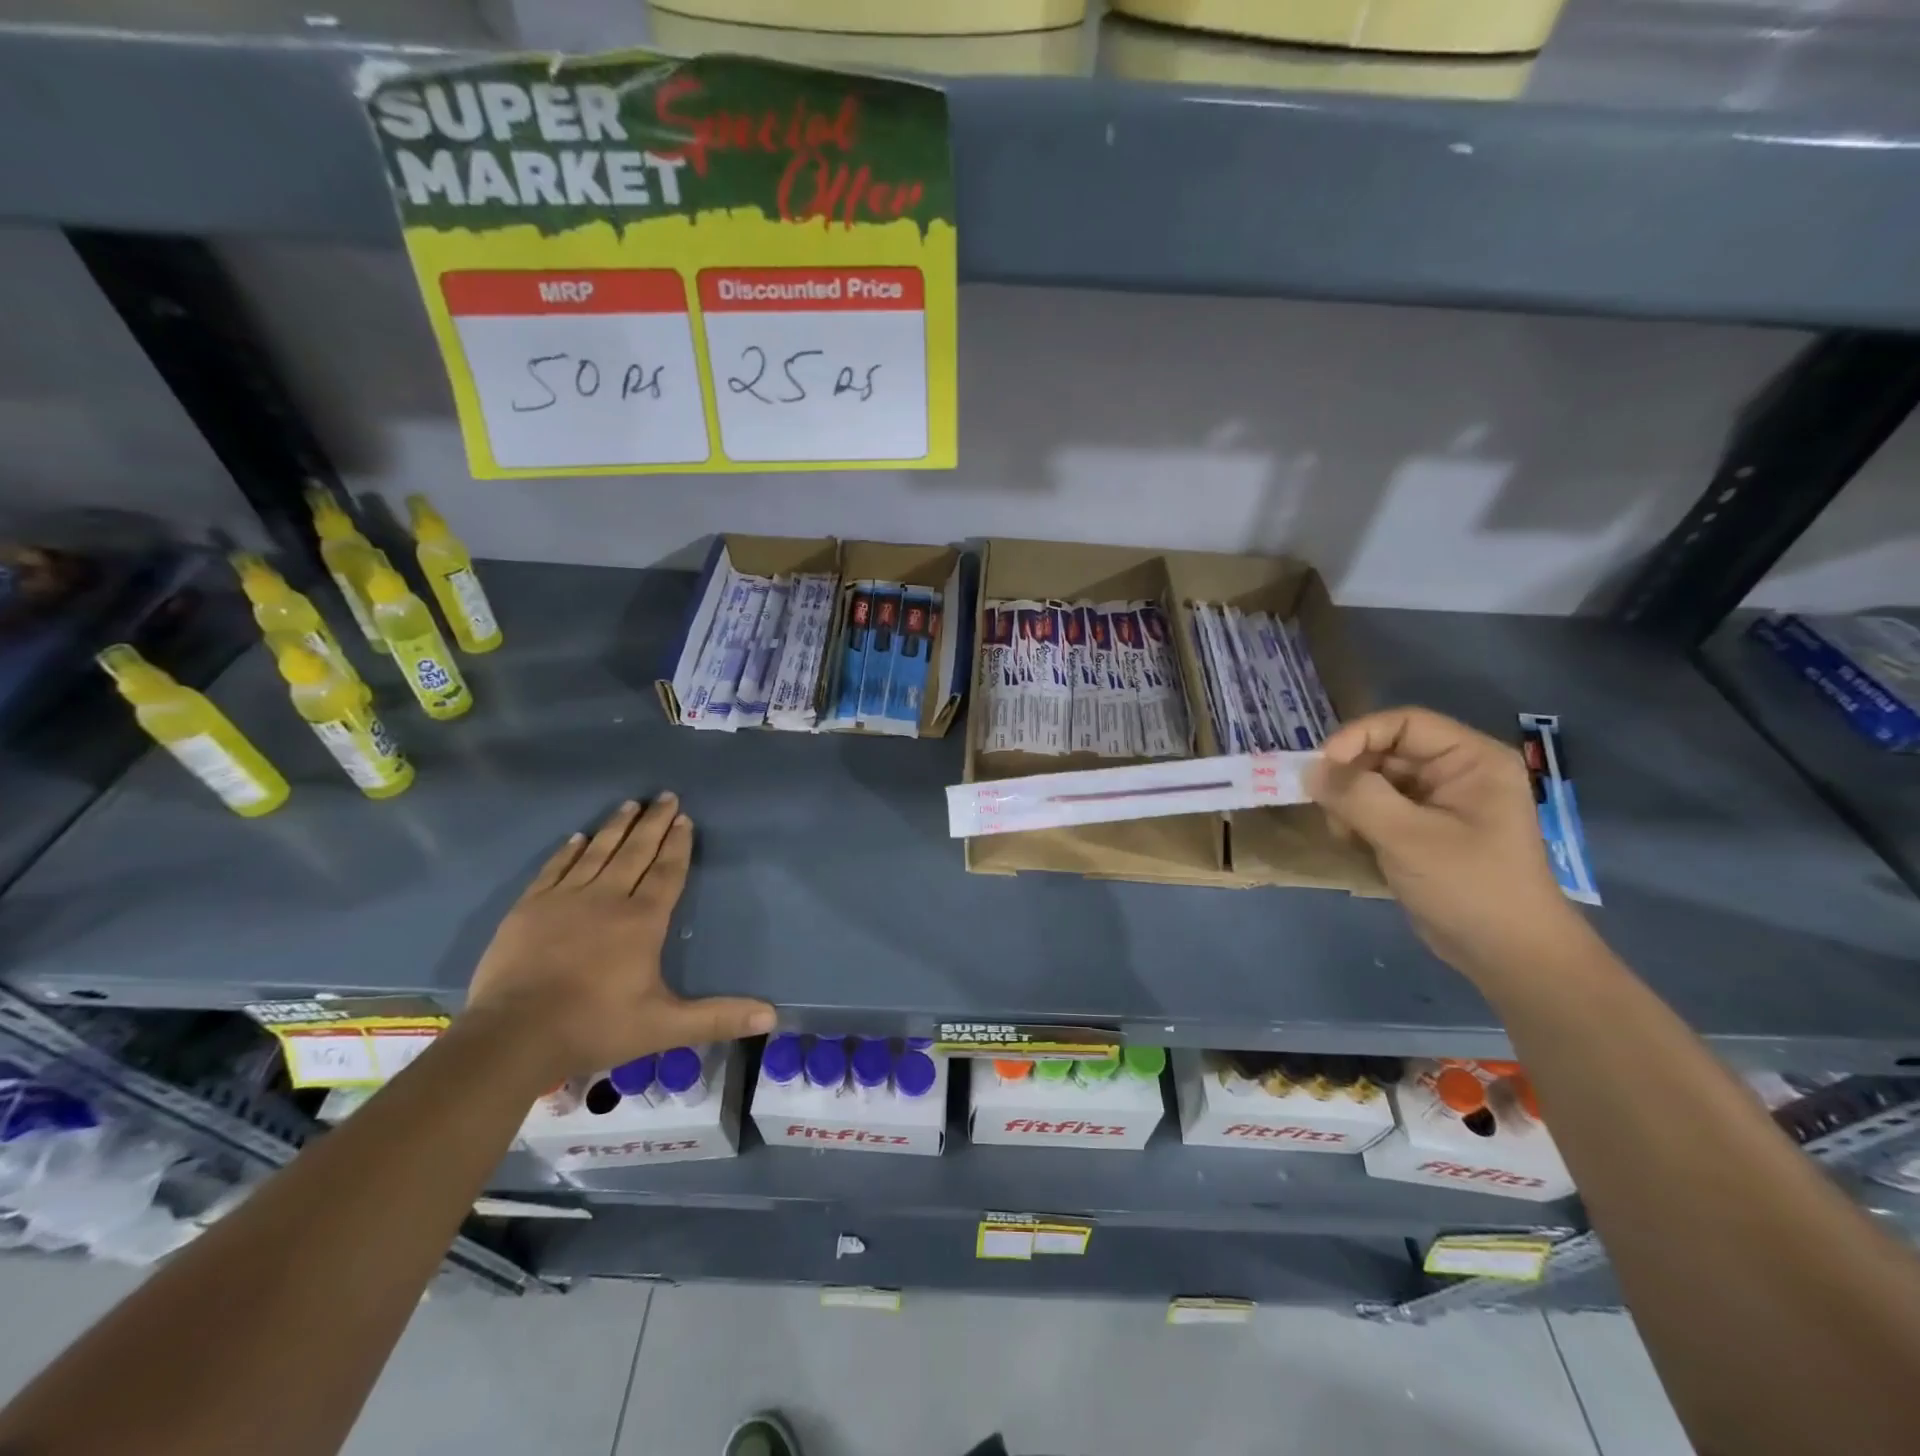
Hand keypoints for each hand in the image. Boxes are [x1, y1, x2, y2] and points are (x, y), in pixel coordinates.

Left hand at [464, 795, 774, 1085]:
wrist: (511, 1037)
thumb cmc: (595, 1026)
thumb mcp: (664, 1026)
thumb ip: (718, 1017)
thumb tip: (773, 1016)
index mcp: (642, 921)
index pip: (666, 872)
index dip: (678, 845)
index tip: (685, 818)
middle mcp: (607, 899)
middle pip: (635, 852)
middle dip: (653, 823)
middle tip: (665, 796)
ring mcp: (564, 899)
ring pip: (598, 852)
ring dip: (616, 827)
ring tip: (630, 804)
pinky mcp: (529, 908)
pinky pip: (556, 868)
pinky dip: (570, 850)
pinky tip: (578, 837)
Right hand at [1306, 708, 1590, 984]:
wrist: (1508, 956)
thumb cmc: (1469, 887)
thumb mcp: (1408, 837)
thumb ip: (1356, 796)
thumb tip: (1309, 770)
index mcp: (1471, 760)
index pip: (1404, 723)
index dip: (1358, 736)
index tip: (1323, 766)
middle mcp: (1456, 772)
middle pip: (1385, 751)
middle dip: (1351, 776)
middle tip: (1327, 807)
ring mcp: (1439, 802)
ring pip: (1375, 780)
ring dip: (1350, 802)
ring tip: (1344, 833)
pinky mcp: (1423, 829)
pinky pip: (1378, 807)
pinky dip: (1358, 821)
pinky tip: (1355, 845)